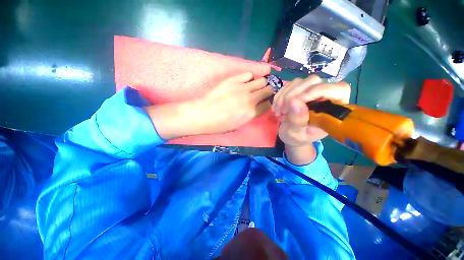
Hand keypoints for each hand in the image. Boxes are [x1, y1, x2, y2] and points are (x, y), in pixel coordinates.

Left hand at [145, 71, 273, 139]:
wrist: (203, 114)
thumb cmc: (220, 125)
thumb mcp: (239, 125)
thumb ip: (251, 115)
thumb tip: (257, 107)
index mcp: (252, 113)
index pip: (268, 105)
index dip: (268, 103)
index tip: (266, 102)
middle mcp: (251, 99)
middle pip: (268, 90)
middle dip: (268, 92)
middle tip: (264, 92)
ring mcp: (243, 88)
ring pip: (262, 80)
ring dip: (261, 84)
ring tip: (255, 86)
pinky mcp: (234, 79)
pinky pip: (249, 74)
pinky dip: (250, 77)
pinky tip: (245, 81)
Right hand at [272, 75, 350, 147]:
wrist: (290, 135)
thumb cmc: (297, 138)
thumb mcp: (296, 134)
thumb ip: (298, 121)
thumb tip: (294, 102)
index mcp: (333, 109)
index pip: (338, 89)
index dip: (316, 91)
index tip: (293, 103)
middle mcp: (326, 96)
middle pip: (314, 81)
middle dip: (293, 95)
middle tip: (282, 111)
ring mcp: (312, 91)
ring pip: (299, 82)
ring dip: (284, 95)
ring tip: (279, 110)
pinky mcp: (300, 90)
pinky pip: (289, 85)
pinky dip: (280, 94)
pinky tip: (276, 106)